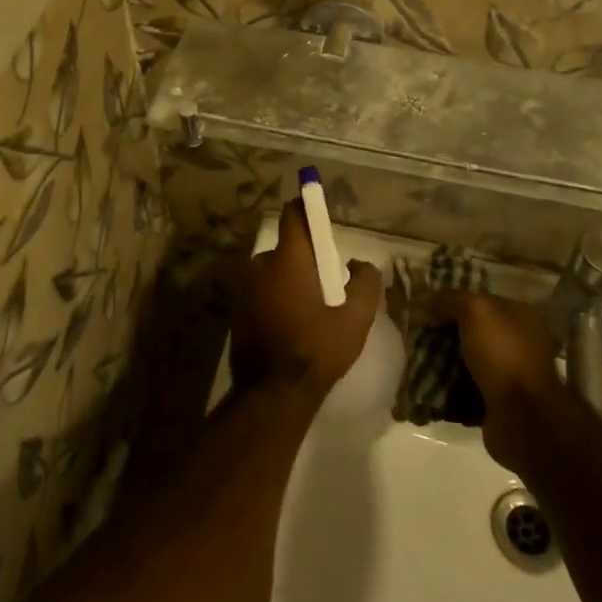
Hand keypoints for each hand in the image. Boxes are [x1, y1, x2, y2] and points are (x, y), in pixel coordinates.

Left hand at [231, 200, 382, 395]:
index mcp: (289, 259)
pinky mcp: (236, 309)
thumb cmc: (318, 349)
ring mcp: (243, 287)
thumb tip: (361, 265)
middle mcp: (260, 265)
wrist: (273, 394)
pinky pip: (261, 291)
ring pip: (273, 271)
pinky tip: (290, 323)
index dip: (307, 207)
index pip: (294, 215)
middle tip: (326, 282)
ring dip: (288, 280)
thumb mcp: (356, 319)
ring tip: (309, 308)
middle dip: (305, 258)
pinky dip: (274, 297)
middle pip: (287, 247)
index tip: (320, 213)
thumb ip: (366, 283)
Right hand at [430, 291, 577, 474]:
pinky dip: (447, 388)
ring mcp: (509, 375)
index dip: (451, 301)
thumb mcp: (475, 312)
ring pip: (466, 360)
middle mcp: (518, 343)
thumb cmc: (502, 355)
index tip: (422, 306)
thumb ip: (449, 300)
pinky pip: (464, 389)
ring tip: (413, 359)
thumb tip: (423, 301)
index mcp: (520, 316)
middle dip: (443, 332)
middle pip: (471, 331)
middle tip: (414, 334)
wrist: (522, 419)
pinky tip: (425, 385)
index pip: (480, 300)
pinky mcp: (497, 403)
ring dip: (442, 361)